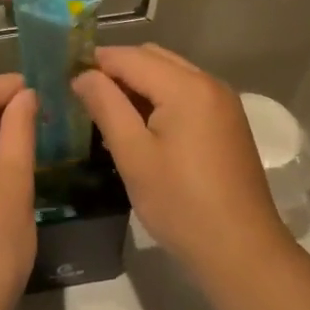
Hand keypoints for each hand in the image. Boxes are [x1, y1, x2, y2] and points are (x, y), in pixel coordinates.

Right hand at [74, 45, 291, 285]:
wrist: (242, 252)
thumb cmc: (181, 204)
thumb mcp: (133, 156)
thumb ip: (106, 106)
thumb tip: (83, 75)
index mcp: (186, 86)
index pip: (130, 57)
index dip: (96, 63)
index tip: (67, 80)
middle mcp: (208, 82)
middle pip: (152, 58)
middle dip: (117, 71)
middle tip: (86, 99)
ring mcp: (223, 102)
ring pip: (170, 74)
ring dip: (139, 84)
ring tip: (110, 115)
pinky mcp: (228, 121)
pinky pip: (186, 93)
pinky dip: (161, 98)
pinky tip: (143, 128)